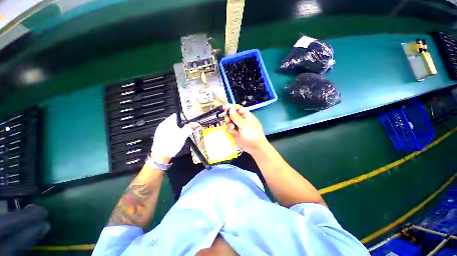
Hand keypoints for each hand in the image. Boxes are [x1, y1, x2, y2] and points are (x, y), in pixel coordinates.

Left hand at [151, 113, 199, 163]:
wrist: (160, 156)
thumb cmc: (171, 145)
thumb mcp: (183, 136)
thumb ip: (189, 128)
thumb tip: (195, 124)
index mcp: (168, 122)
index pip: (177, 115)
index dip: (185, 117)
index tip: (189, 122)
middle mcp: (163, 124)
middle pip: (175, 120)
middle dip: (182, 123)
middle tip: (187, 128)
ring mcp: (160, 129)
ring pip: (171, 125)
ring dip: (178, 128)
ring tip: (182, 134)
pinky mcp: (159, 135)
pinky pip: (168, 130)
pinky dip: (173, 131)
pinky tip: (176, 137)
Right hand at [223, 104, 268, 154]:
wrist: (255, 147)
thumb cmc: (252, 134)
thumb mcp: (244, 125)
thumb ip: (236, 117)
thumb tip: (231, 109)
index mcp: (246, 115)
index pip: (237, 108)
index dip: (231, 107)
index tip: (224, 108)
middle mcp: (241, 119)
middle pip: (231, 114)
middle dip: (229, 117)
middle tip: (229, 121)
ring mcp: (238, 126)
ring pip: (229, 122)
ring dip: (229, 125)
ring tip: (233, 128)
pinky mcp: (235, 132)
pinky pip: (229, 129)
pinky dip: (230, 130)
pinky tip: (234, 133)